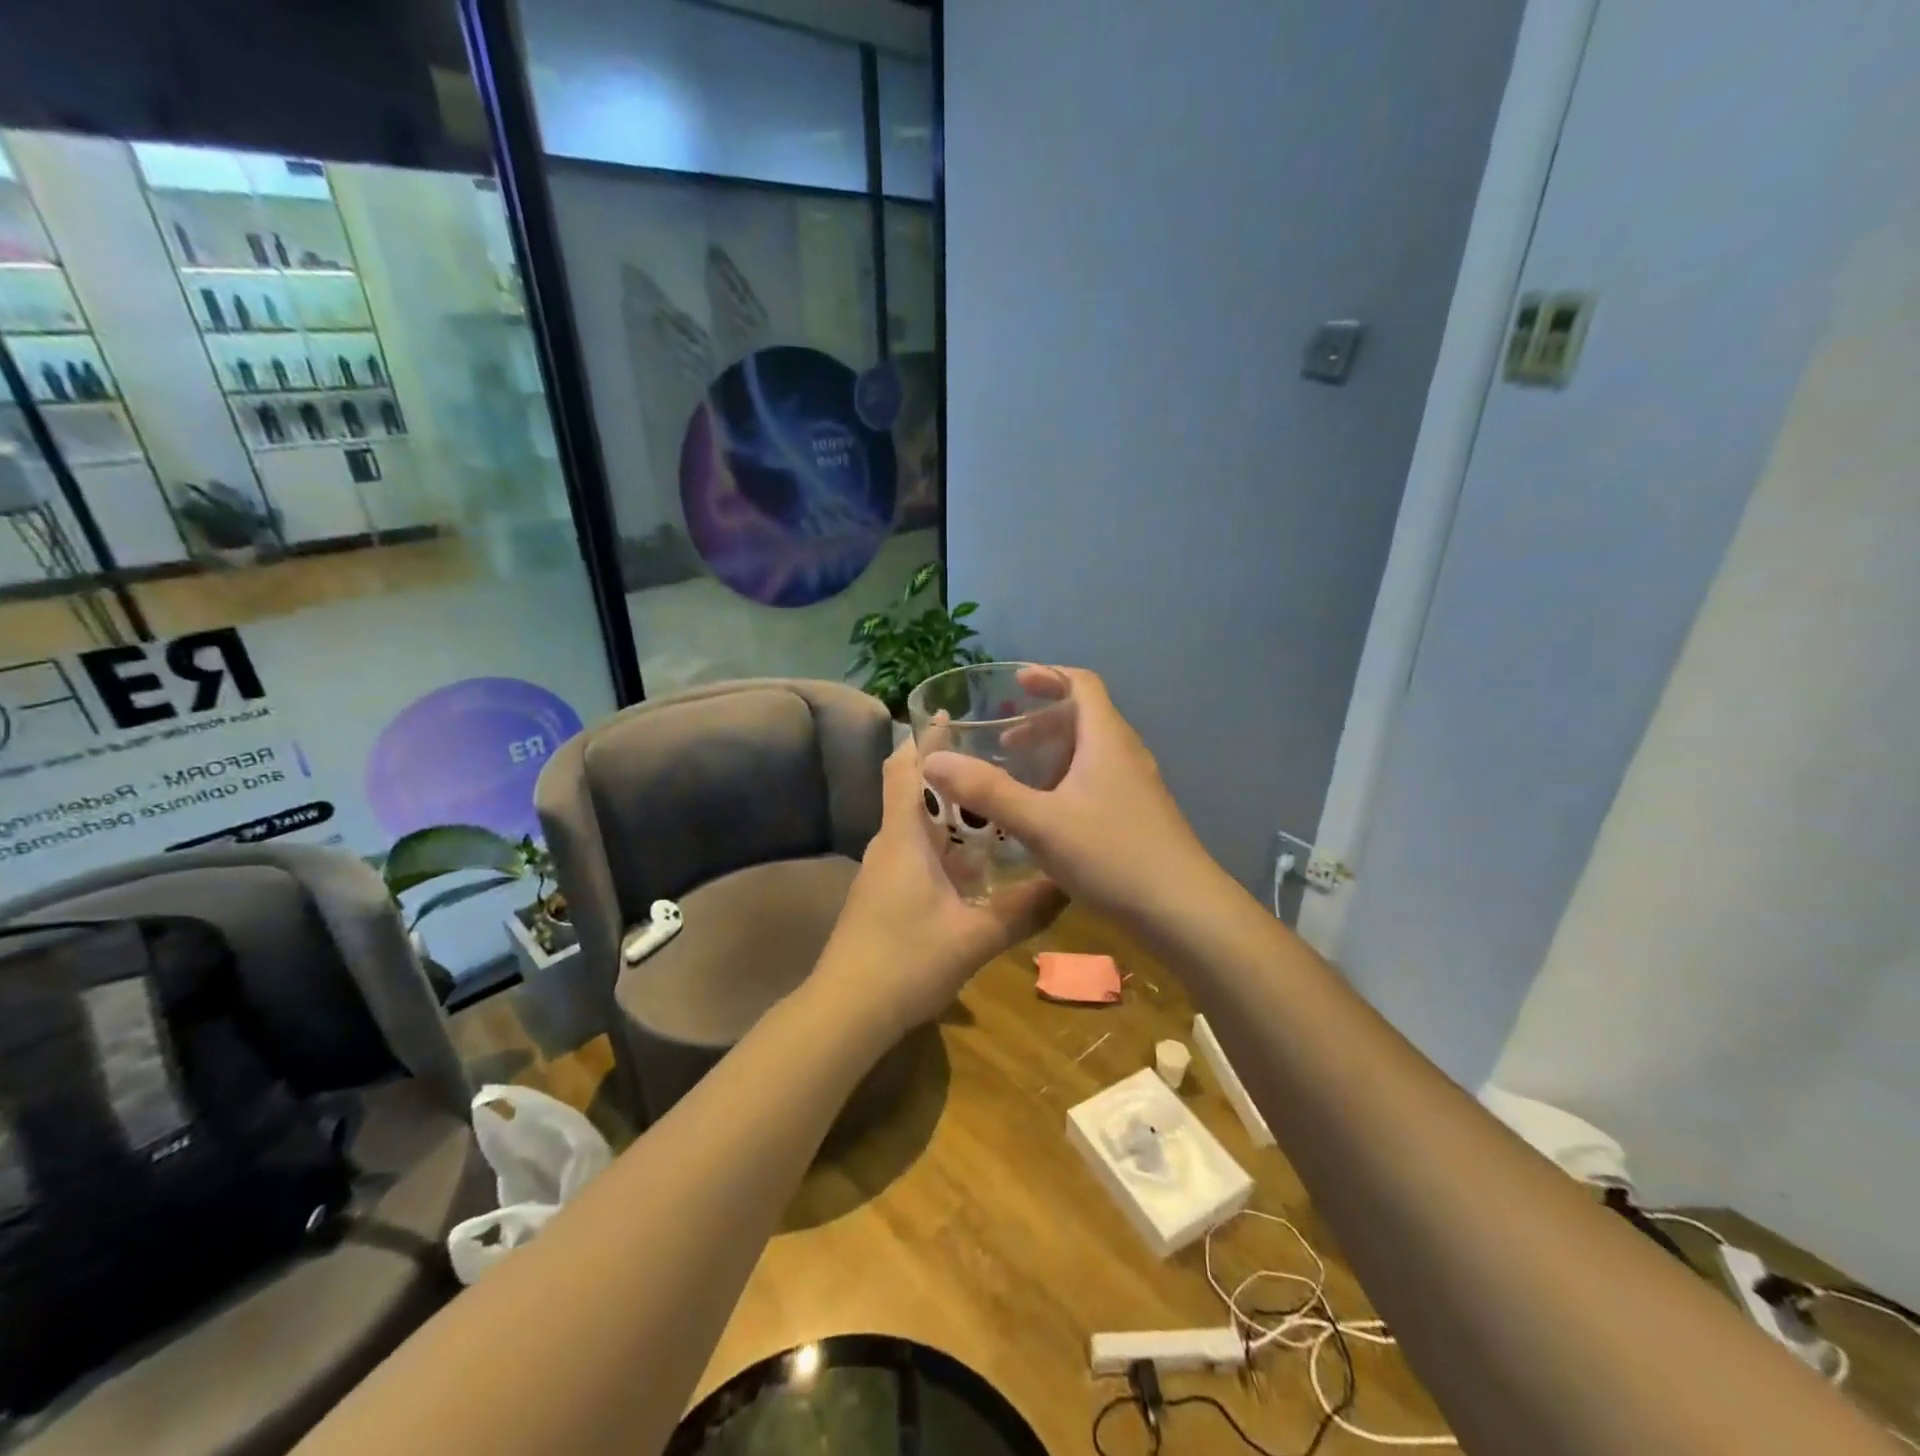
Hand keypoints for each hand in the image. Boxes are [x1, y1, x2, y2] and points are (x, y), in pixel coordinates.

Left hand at [816, 741, 1062, 1036]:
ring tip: (998, 805)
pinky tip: (978, 863)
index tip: (954, 714)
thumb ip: (1024, 911)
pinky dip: (944, 844)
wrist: (846, 1010)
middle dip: (949, 772)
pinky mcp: (884, 893)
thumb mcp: (975, 938)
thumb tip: (1069, 884)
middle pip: (914, 791)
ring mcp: (884, 870)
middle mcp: (890, 843)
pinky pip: (916, 852)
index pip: (907, 769)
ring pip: (918, 825)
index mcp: (905, 837)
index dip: (926, 739)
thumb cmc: (906, 962)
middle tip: (998, 761)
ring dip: (950, 812)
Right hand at [920, 668, 1219, 926]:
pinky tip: (1046, 816)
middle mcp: (1125, 753)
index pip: (1082, 683)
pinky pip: (1097, 780)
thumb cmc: (1112, 854)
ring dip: (1053, 754)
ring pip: (1090, 753)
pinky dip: (1067, 781)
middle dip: (1041, 721)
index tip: (1014, 685)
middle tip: (1004, 740)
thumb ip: (986, 790)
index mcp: (1106, 739)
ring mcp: (1136, 786)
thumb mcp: (1040, 822)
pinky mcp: (1138, 815)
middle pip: (1084, 717)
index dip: (1048, 676)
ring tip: (1018, 777)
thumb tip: (932, 760)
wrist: (1182, 909)